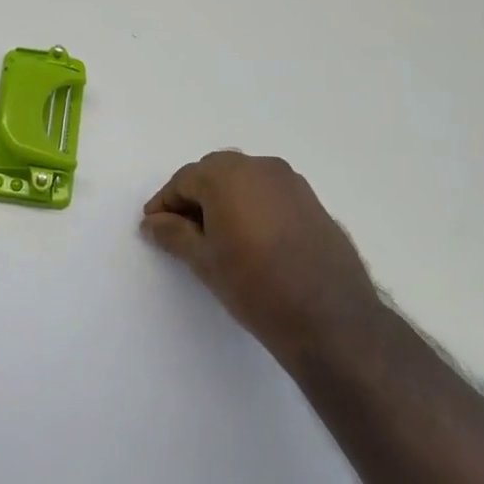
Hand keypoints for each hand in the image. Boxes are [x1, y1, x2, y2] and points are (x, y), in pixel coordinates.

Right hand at [142, 152, 378, 361]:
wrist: (329, 316)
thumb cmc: (255, 285)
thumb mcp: (204, 261)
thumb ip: (173, 234)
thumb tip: (153, 222)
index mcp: (227, 175)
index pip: (184, 180)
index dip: (164, 203)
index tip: (153, 227)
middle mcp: (260, 166)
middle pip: (214, 173)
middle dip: (193, 198)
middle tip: (180, 231)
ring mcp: (290, 181)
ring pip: (244, 181)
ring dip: (223, 200)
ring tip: (214, 237)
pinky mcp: (311, 200)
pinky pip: (268, 193)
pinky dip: (251, 206)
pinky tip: (249, 239)